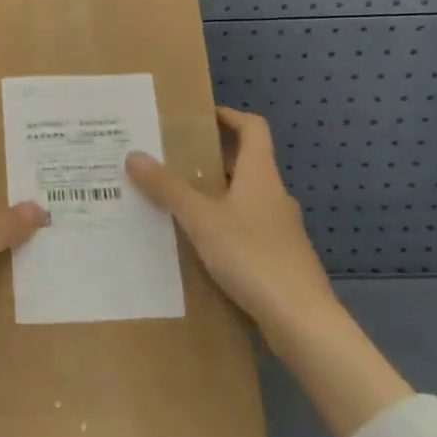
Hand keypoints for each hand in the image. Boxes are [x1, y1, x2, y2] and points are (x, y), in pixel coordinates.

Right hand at [125, 107, 337, 339]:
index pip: (253, 128)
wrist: (301, 320)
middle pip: (245, 163)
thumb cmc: (252, 256)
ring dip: (214, 195)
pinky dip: (222, 226)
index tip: (199, 116)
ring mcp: (279, 229)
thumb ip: (167, 188)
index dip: (229, 116)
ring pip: (243, 199)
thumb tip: (134, 155)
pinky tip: (197, 245)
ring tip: (175, 202)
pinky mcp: (278, 258)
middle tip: (171, 161)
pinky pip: (245, 229)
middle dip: (210, 159)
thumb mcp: (201, 219)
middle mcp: (273, 196)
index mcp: (260, 176)